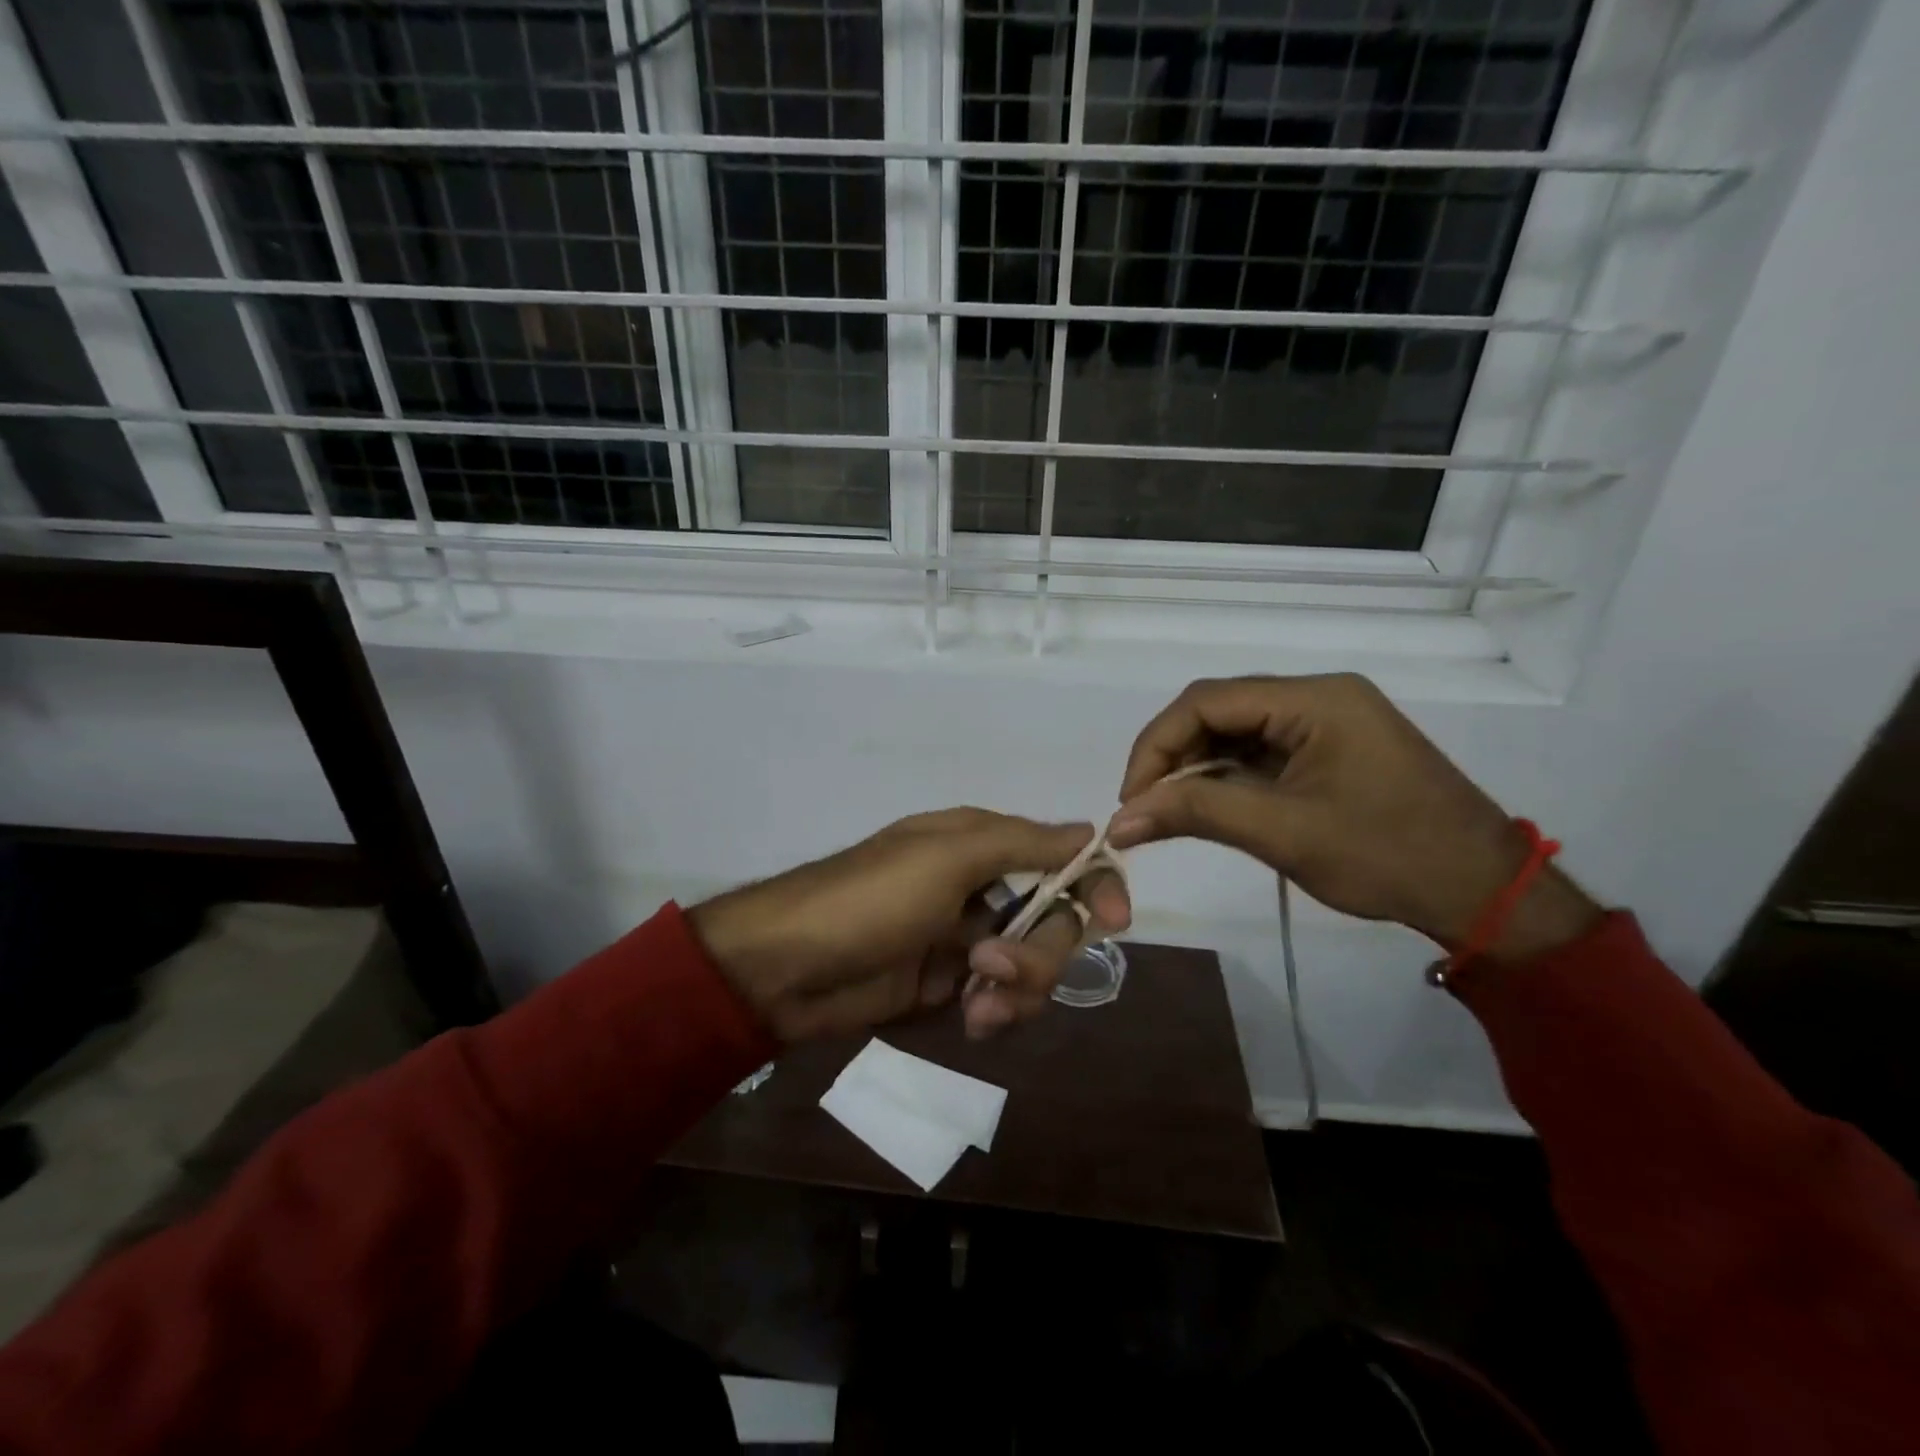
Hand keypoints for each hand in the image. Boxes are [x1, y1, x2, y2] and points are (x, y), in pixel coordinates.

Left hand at [688, 809, 1130, 1042]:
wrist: (789, 966)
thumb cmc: (870, 898)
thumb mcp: (947, 857)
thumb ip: (1023, 844)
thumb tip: (1091, 830)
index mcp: (981, 843)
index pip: (1061, 856)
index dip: (1093, 885)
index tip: (1114, 923)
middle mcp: (981, 887)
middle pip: (1054, 920)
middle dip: (1040, 952)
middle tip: (994, 968)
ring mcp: (965, 939)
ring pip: (1032, 966)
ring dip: (1016, 989)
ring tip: (975, 1005)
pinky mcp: (949, 984)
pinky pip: (1000, 999)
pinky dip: (994, 1011)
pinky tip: (967, 1020)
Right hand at [1107, 674, 1599, 959]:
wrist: (1482, 892)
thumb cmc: (1387, 856)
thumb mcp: (1283, 832)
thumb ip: (1196, 812)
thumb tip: (1118, 819)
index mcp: (1315, 699)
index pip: (1207, 701)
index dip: (1157, 744)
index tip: (1131, 797)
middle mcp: (1318, 696)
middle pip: (1218, 710)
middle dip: (1173, 756)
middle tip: (1144, 807)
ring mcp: (1326, 721)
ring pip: (1235, 731)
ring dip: (1196, 768)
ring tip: (1168, 811)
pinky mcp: (1329, 749)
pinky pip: (1260, 751)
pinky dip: (1226, 777)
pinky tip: (1208, 806)